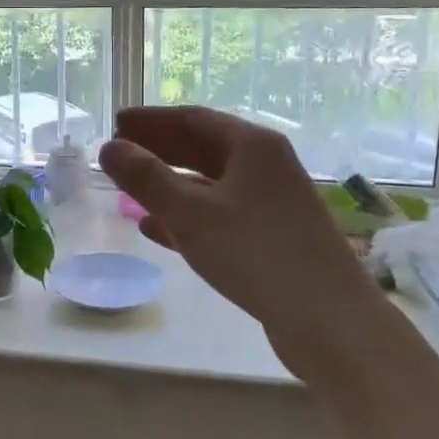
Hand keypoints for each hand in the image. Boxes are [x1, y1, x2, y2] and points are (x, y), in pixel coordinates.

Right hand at [99, 106, 387, 343]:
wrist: (328, 319)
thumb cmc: (254, 253)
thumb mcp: (190, 213)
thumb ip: (146, 178)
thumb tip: (110, 148)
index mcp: (253, 146)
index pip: (193, 119)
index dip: (151, 120)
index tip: (117, 122)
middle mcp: (266, 166)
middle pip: (203, 147)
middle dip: (159, 149)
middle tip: (119, 152)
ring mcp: (273, 203)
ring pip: (211, 184)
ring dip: (170, 184)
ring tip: (130, 189)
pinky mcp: (273, 237)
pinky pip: (220, 214)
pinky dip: (187, 216)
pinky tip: (156, 230)